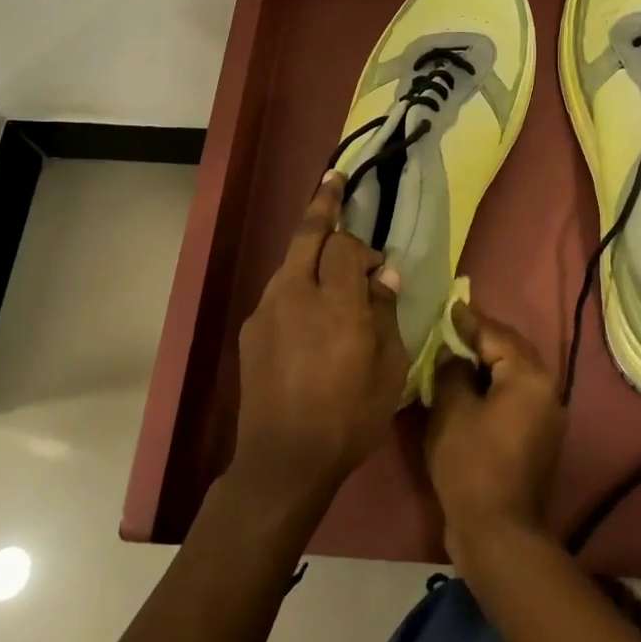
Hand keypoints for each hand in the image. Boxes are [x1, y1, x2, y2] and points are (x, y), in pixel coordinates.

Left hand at [232, 173, 408, 504]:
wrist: (283, 460)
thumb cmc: (349, 416)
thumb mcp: (389, 368)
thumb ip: (386, 312)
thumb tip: (382, 274)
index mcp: (335, 300)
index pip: (344, 246)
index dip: (363, 249)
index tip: (379, 270)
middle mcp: (295, 292)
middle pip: (307, 234)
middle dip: (322, 204)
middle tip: (334, 181)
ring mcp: (267, 310)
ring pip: (290, 262)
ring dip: (310, 251)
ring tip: (327, 257)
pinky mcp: (251, 330)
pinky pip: (279, 292)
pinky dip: (297, 285)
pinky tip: (309, 311)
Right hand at [424, 301, 564, 569]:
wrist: (499, 532)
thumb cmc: (471, 464)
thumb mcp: (451, 411)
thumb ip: (452, 372)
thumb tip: (454, 355)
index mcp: (529, 376)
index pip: (497, 335)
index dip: (470, 321)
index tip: (451, 306)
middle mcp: (547, 389)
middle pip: (513, 350)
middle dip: (484, 337)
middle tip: (454, 326)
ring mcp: (548, 415)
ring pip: (517, 373)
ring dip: (491, 361)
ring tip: (459, 352)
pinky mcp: (540, 437)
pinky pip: (517, 395)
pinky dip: (496, 385)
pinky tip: (471, 387)